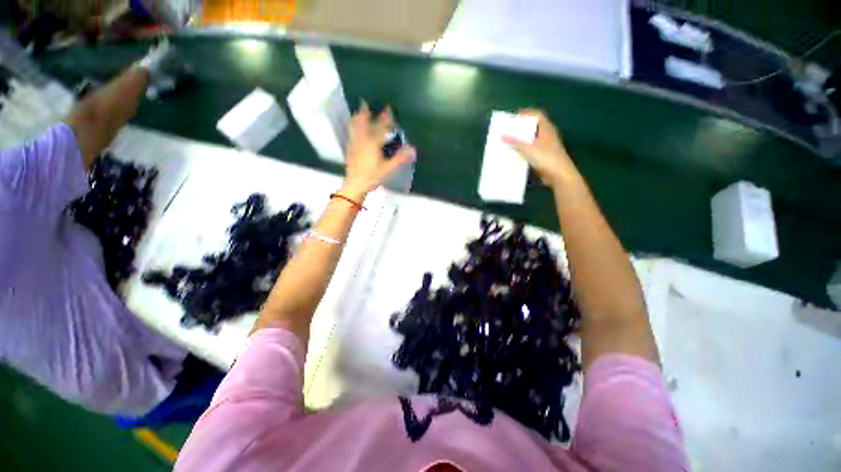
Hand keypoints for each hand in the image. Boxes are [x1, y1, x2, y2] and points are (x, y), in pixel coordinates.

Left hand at [341, 102, 415, 199]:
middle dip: (366, 111)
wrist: (355, 184)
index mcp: (372, 142)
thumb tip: (413, 149)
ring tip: (360, 109)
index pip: (381, 127)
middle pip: (363, 121)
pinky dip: (354, 125)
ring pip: (355, 125)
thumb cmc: (372, 176)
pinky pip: (351, 132)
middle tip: (367, 102)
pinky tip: (355, 127)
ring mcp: (354, 142)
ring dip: (358, 117)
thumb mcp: (388, 168)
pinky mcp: (350, 148)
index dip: (386, 118)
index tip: (389, 108)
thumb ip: (400, 158)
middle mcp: (362, 139)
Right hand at [502, 109, 580, 188]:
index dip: (526, 113)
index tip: (513, 118)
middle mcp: (548, 135)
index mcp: (546, 128)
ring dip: (522, 140)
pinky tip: (516, 155)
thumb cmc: (546, 158)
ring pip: (533, 139)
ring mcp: (547, 146)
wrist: (559, 174)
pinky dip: (524, 150)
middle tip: (508, 131)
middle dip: (521, 128)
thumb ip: (514, 141)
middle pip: (534, 127)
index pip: (537, 114)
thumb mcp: (527, 148)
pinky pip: (532, 150)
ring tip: (509, 142)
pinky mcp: (545, 157)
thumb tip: (501, 135)